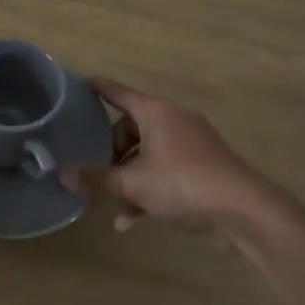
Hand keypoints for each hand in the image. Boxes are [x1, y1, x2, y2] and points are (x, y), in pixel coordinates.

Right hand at [60, 77, 273, 232]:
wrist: (243, 209)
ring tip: (113, 204)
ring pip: (148, 153)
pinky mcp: (202, 165)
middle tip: (100, 172)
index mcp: (156, 112)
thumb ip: (97, 179)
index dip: (97, 88)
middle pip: (131, 127)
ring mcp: (191, 142)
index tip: (80, 85)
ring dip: (129, 177)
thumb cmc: (183, 183)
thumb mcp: (133, 184)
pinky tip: (132, 220)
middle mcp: (173, 119)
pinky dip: (149, 188)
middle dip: (112, 151)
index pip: (118, 92)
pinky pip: (166, 169)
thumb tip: (62, 174)